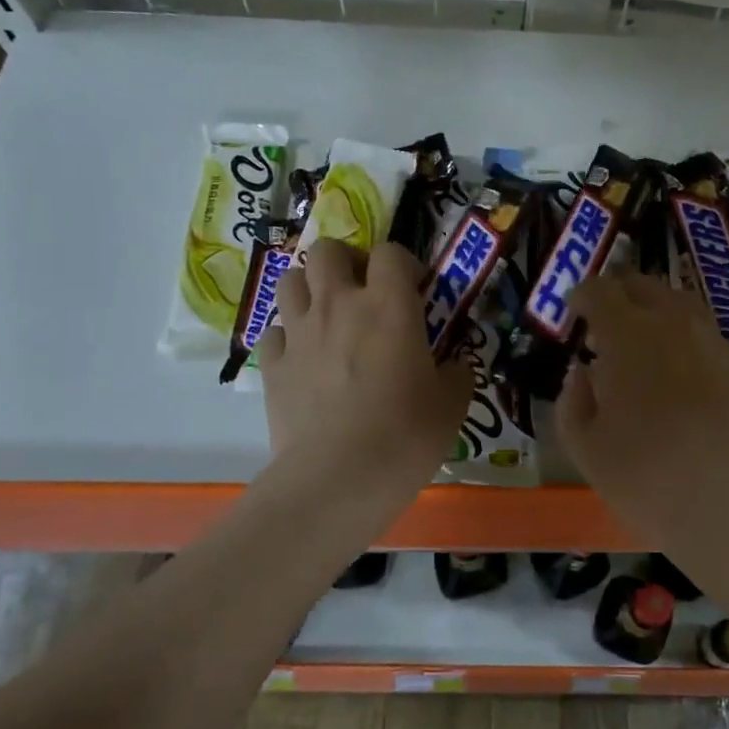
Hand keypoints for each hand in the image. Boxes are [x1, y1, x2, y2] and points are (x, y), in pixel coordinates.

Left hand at [257, 239, 471, 515]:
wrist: (339, 477)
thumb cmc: (407, 434)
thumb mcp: (452, 403)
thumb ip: (456, 372)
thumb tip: (455, 365)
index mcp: (389, 305)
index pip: (390, 252)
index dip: (402, 263)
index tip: (414, 289)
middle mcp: (339, 304)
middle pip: (327, 250)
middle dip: (345, 261)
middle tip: (362, 290)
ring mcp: (300, 332)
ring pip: (290, 279)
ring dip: (310, 289)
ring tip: (328, 315)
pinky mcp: (272, 364)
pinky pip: (274, 331)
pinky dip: (288, 336)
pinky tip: (304, 358)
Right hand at [558, 273, 728, 539]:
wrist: (728, 505)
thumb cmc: (644, 476)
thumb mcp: (585, 447)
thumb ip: (573, 400)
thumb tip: (581, 373)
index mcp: (628, 335)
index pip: (601, 291)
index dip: (583, 294)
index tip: (575, 309)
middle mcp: (674, 325)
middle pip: (644, 285)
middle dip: (620, 293)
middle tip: (605, 317)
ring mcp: (713, 343)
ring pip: (681, 304)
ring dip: (655, 309)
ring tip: (643, 338)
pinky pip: (706, 336)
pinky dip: (684, 339)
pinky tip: (679, 372)